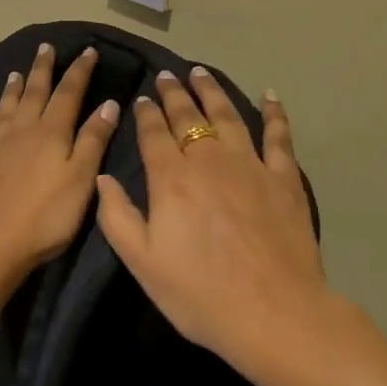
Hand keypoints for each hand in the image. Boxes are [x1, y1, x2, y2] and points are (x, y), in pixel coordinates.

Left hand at [0, 43, 121, 280]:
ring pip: (2, 115)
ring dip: (9, 94)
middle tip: (45, 48)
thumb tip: (107, 104)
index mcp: (49, 134)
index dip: (79, 71)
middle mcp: (19, 135)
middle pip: (32, 95)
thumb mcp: (81, 177)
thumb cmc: (47, 216)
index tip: (88, 50)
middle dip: (41, 70)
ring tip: (13, 74)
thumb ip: (93, 140)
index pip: (68, 94)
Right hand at [95, 68, 330, 378]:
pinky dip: (274, 113)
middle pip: (189, 117)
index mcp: (172, 180)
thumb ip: (117, 217)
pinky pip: (279, 136)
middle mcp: (209, 161)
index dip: (146, 114)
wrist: (273, 313)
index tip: (140, 99)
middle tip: (166, 75)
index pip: (154, 134)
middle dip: (174, 93)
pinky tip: (269, 95)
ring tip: (201, 73)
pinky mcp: (284, 178)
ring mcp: (250, 165)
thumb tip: (102, 178)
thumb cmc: (200, 294)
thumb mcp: (143, 263)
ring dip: (212, 92)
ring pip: (228, 116)